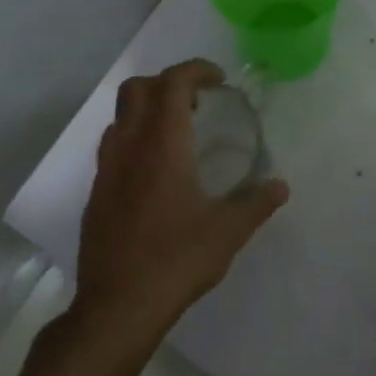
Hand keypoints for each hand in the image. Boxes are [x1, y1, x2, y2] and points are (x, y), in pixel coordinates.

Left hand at [74, 60, 289, 346]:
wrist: (118, 305)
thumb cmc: (176, 260)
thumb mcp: (228, 232)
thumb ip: (256, 203)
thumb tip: (280, 186)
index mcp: (161, 145)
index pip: (172, 83)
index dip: (195, 71)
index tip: (218, 81)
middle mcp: (128, 146)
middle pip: (136, 89)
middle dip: (167, 84)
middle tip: (197, 105)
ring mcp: (106, 170)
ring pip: (120, 117)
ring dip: (147, 111)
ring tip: (178, 136)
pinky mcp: (96, 194)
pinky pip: (113, 148)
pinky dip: (135, 141)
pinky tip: (156, 175)